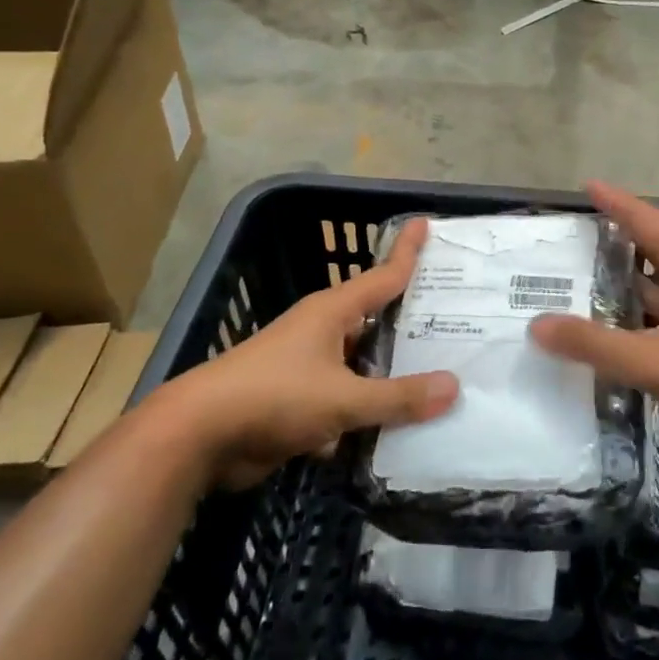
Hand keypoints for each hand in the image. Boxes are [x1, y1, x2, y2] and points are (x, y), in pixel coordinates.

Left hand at [157, 218, 459, 488]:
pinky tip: (399, 429)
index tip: (428, 223)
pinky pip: (345, 400)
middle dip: (413, 323)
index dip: (407, 251)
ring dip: (392, 374)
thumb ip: (398, 397)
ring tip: (441, 379)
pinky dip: (367, 411)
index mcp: (331, 312)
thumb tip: (454, 387)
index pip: (383, 275)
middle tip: (460, 320)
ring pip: (362, 364)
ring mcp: (308, 368)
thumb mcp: (343, 398)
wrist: (198, 436)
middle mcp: (322, 332)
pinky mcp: (297, 403)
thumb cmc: (273, 397)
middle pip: (377, 320)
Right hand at [529, 183, 658, 456]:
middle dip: (620, 235)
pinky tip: (621, 327)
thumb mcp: (651, 359)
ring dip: (630, 276)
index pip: (647, 219)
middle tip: (580, 232)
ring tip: (590, 276)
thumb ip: (593, 344)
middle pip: (655, 244)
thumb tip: (537, 325)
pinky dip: (642, 309)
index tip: (588, 186)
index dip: (616, 202)